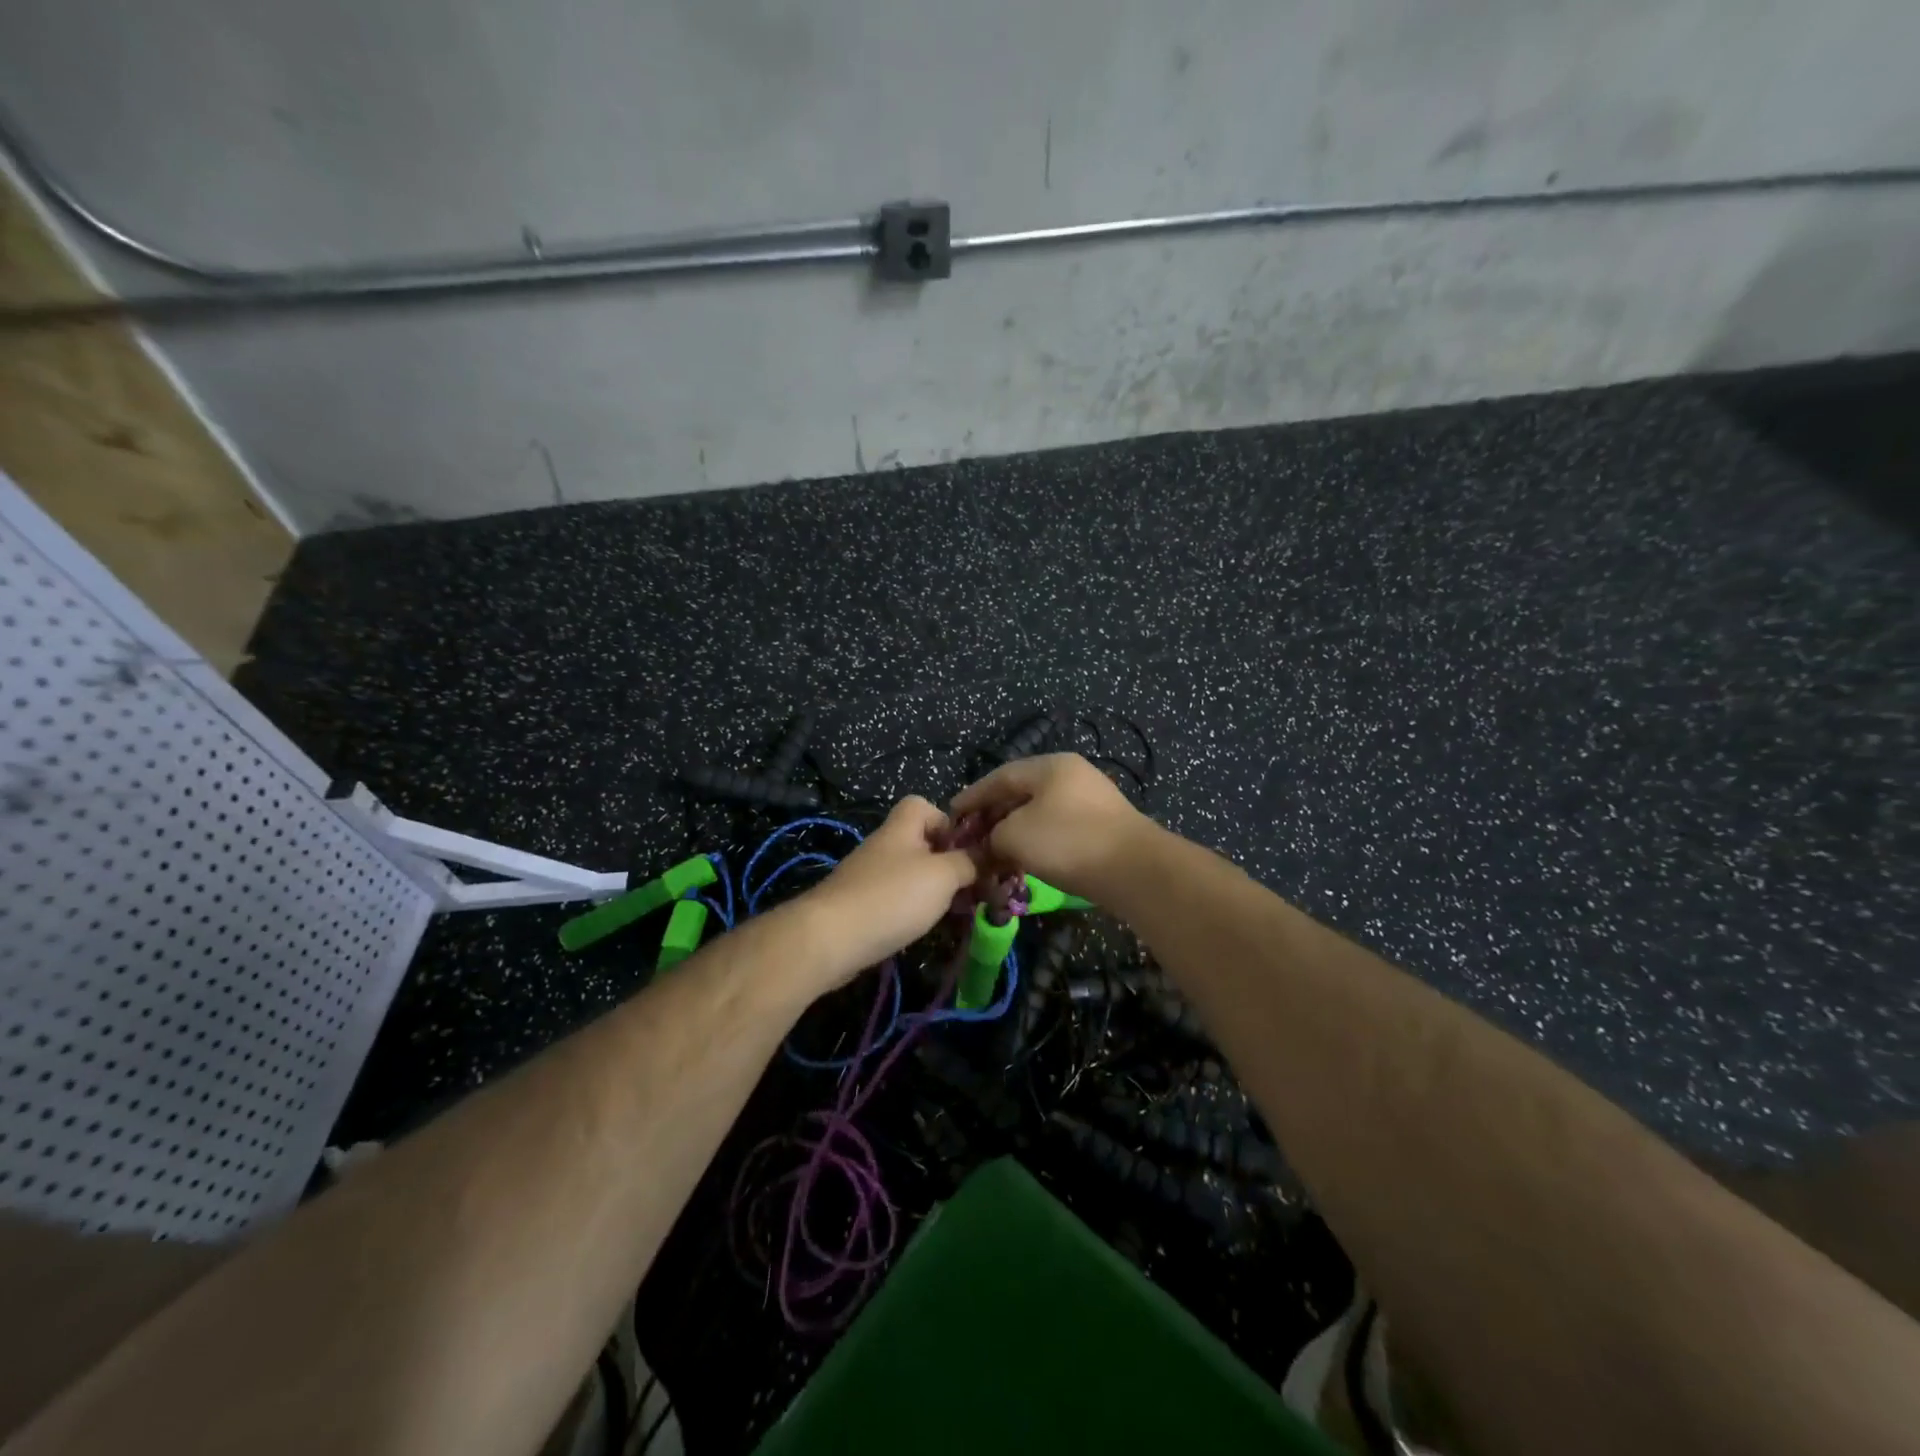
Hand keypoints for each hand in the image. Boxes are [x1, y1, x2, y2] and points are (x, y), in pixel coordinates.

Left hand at [804, 797, 976, 983]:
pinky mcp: (862, 906)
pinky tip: (926, 927)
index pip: (925, 806)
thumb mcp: (943, 875)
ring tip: (957, 910)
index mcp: (903, 827)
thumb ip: (970, 862)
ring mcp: (871, 877)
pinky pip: (897, 899)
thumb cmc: (893, 896)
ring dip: (935, 890)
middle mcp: (885, 846)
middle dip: (949, 863)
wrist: (831, 938)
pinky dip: (915, 910)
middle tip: (973, 886)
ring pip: (912, 874)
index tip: (969, 848)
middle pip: (922, 843)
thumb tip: (991, 853)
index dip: (949, 822)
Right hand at [950, 753, 1150, 897]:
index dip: (972, 796)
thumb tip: (990, 844)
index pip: (999, 776)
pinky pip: (1059, 828)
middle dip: (994, 815)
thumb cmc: (1067, 842)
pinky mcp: (1103, 826)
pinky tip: (1027, 861)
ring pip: (1040, 812)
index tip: (952, 815)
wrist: (1134, 870)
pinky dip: (1037, 842)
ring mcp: (1091, 799)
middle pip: (1021, 792)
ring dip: (1015, 831)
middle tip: (972, 837)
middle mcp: (1072, 775)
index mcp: (1050, 766)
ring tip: (995, 852)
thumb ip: (992, 836)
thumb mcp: (1015, 836)